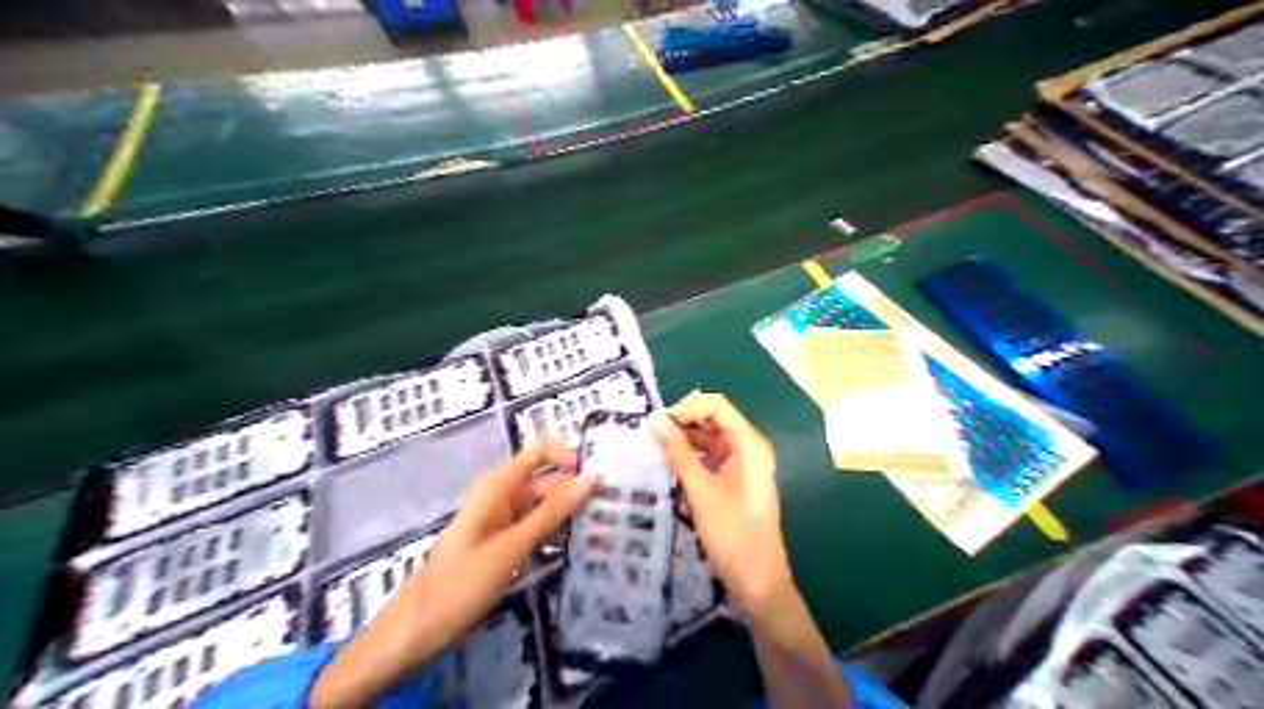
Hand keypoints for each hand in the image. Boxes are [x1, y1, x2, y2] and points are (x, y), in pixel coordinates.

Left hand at [418, 436, 595, 636]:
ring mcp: (505, 520)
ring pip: (547, 507)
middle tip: (617, 513)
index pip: (541, 451)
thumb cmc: (461, 584)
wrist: (418, 629)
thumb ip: (552, 512)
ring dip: (573, 517)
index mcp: (499, 485)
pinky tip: (584, 549)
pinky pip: (538, 529)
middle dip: (580, 493)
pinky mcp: (506, 542)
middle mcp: (504, 495)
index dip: (570, 457)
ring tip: (608, 533)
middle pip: (549, 481)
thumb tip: (590, 478)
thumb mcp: (511, 547)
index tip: (600, 479)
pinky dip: (559, 535)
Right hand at [653, 394, 787, 620]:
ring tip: (651, 450)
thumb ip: (678, 453)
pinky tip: (666, 468)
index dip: (685, 408)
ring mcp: (740, 467)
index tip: (655, 423)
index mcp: (749, 444)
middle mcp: (747, 449)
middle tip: (648, 436)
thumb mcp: (701, 491)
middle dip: (681, 424)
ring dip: (682, 442)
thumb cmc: (733, 534)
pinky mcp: (732, 483)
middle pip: (712, 420)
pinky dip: (688, 460)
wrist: (757, 583)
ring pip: (707, 441)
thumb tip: (654, 421)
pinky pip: (708, 460)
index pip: (716, 406)